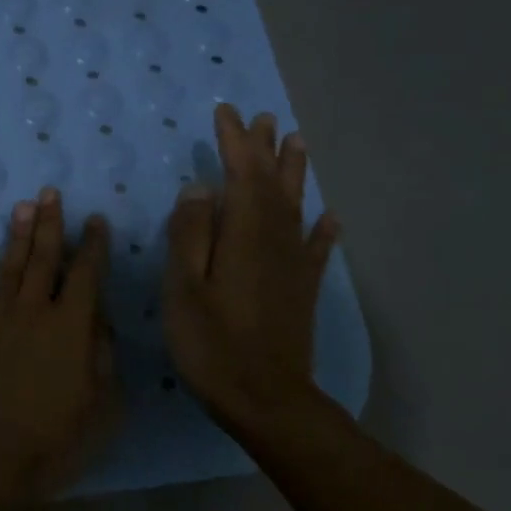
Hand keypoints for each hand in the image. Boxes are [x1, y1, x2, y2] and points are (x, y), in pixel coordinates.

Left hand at [0, 188, 117, 503]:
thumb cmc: (57, 439)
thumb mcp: (103, 404)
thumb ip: (103, 355)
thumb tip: (99, 319)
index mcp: (71, 327)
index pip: (86, 275)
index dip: (93, 246)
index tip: (95, 220)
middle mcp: (32, 314)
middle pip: (44, 260)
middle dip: (51, 225)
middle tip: (51, 193)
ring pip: (9, 269)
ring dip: (17, 237)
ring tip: (23, 207)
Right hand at [164, 105, 339, 434]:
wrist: (265, 398)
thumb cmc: (211, 344)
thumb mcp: (183, 288)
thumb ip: (190, 234)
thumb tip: (201, 187)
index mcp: (243, 235)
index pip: (241, 175)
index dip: (234, 142)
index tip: (225, 112)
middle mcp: (275, 241)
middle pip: (272, 183)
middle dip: (265, 149)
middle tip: (262, 117)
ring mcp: (293, 265)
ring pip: (296, 207)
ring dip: (294, 173)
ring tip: (296, 143)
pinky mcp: (301, 289)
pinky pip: (315, 248)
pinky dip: (321, 229)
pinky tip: (327, 217)